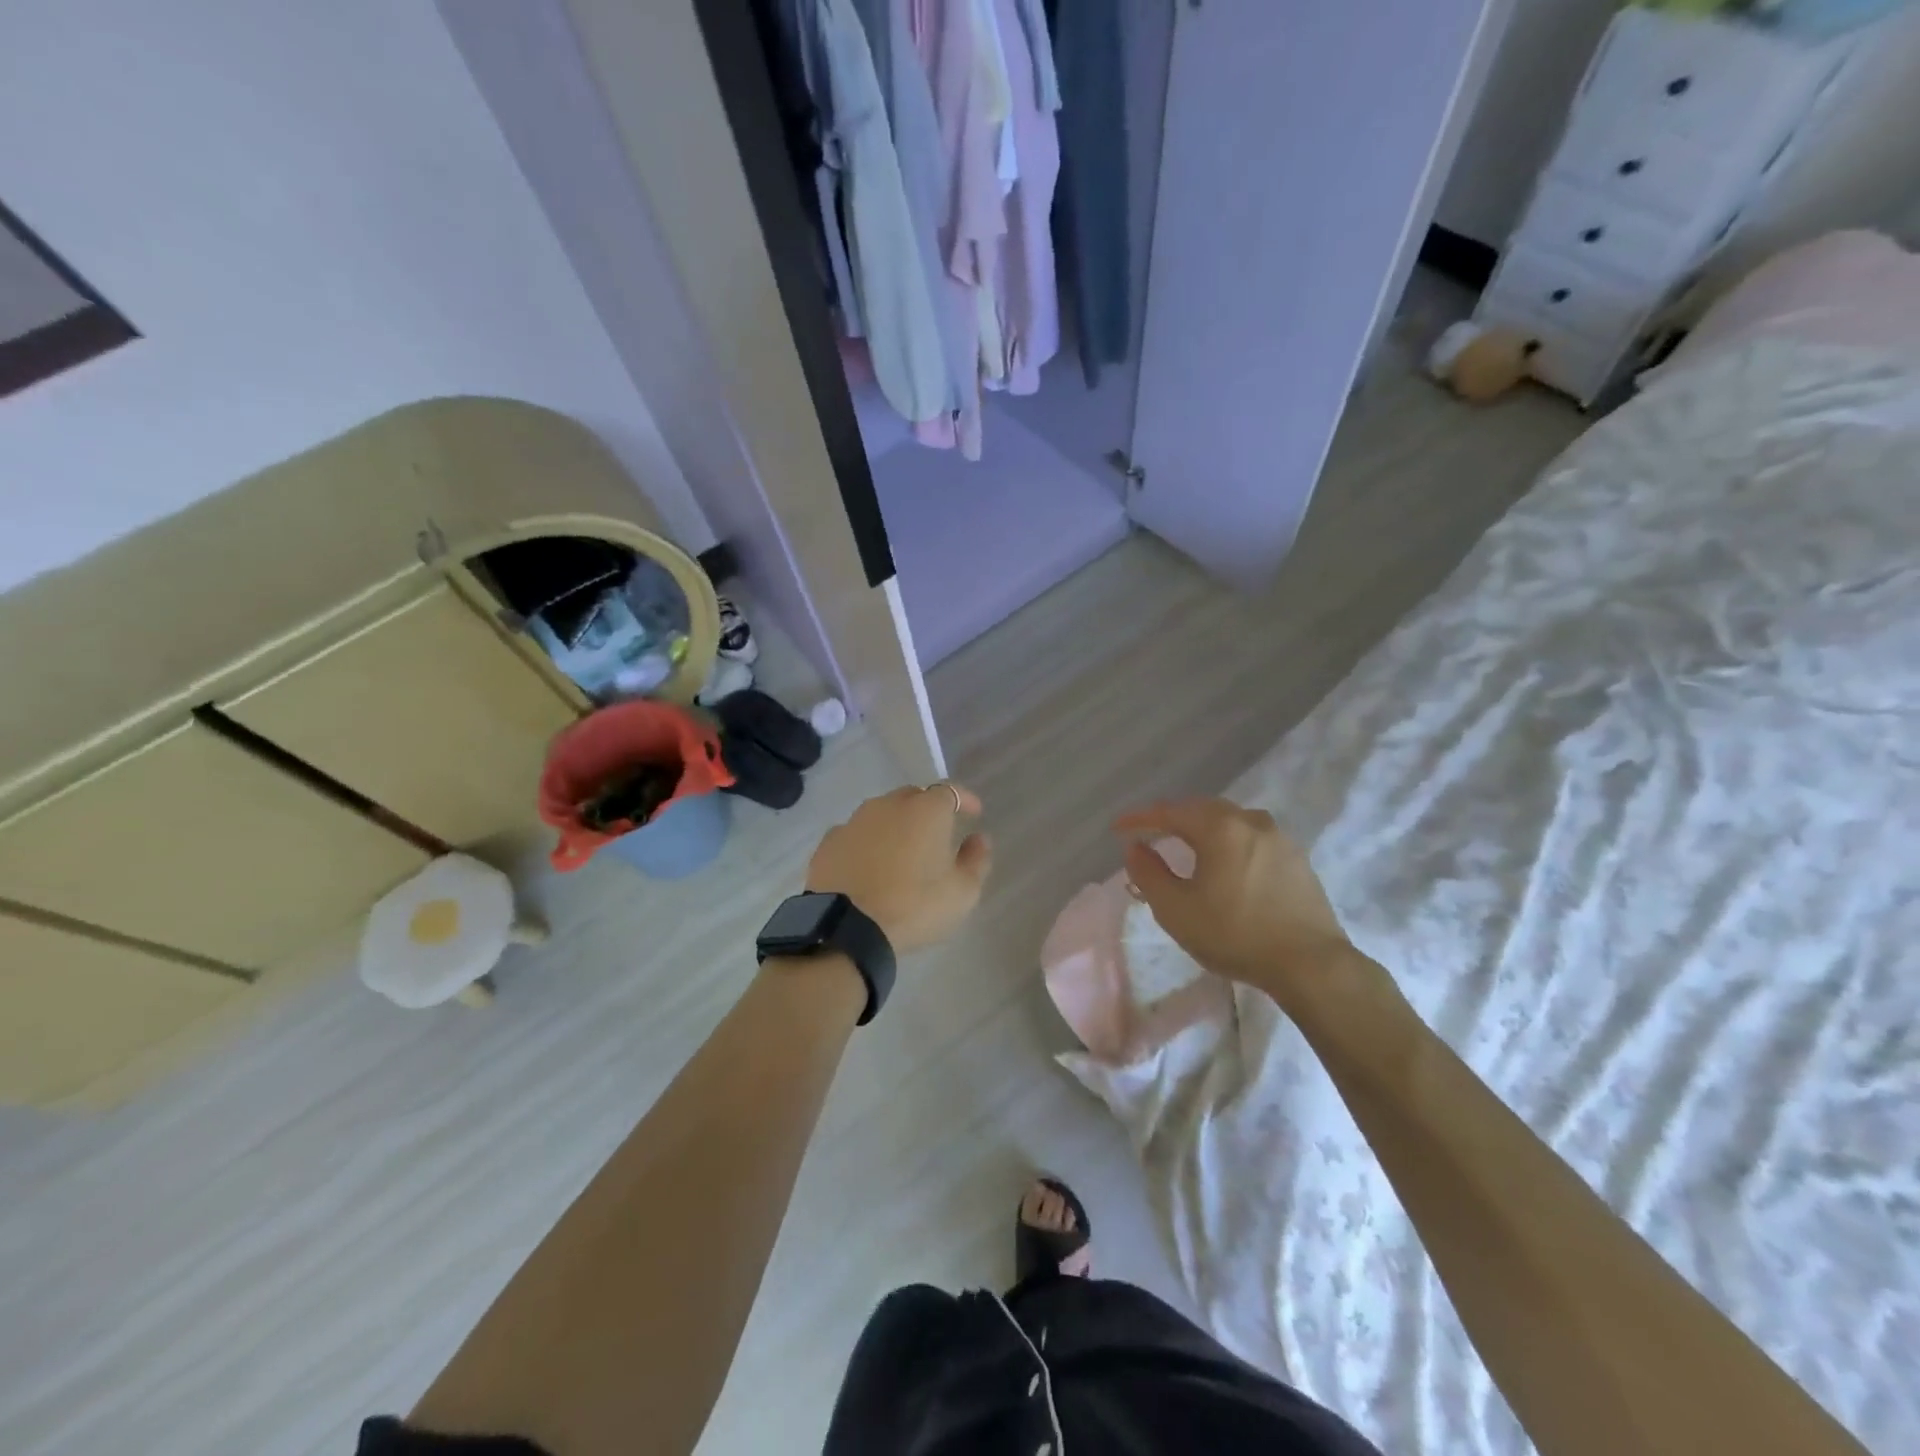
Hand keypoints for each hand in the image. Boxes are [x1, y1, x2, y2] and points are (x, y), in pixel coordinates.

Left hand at [807, 783, 991, 952]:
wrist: (847, 927)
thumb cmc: (914, 906)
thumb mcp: (962, 892)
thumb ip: (976, 860)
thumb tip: (978, 839)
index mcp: (926, 810)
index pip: (951, 791)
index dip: (964, 800)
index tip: (974, 813)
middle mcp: (888, 805)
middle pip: (913, 797)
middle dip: (928, 810)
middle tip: (937, 835)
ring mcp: (854, 821)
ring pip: (882, 813)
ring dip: (895, 826)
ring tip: (902, 851)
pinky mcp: (829, 842)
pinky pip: (856, 834)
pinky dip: (867, 843)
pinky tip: (869, 865)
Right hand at [1114, 798, 1353, 1002]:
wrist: (1311, 964)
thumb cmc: (1235, 934)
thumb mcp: (1176, 909)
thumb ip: (1148, 873)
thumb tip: (1135, 848)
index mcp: (1219, 827)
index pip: (1169, 811)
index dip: (1139, 819)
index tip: (1117, 829)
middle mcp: (1250, 821)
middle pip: (1202, 809)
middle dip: (1172, 818)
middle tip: (1149, 833)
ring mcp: (1279, 838)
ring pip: (1230, 821)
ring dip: (1202, 828)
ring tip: (1185, 845)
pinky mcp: (1297, 859)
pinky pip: (1251, 838)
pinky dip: (1228, 842)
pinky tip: (1224, 863)